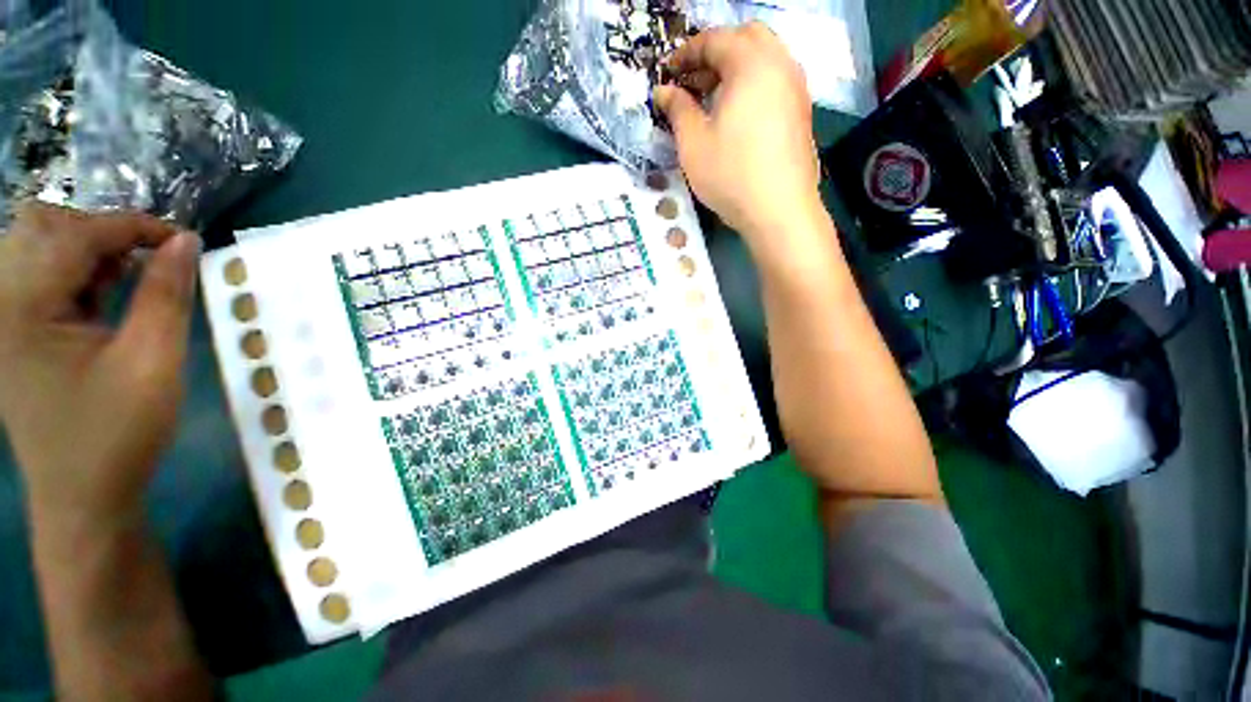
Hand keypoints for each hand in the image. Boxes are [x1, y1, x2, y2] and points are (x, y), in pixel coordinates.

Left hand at [0, 204, 198, 524]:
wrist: (82, 497)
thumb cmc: (117, 434)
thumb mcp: (152, 363)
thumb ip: (167, 295)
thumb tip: (185, 242)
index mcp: (23, 308)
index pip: (76, 234)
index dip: (132, 226)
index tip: (183, 240)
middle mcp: (1, 303)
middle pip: (42, 225)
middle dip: (100, 230)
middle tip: (147, 258)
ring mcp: (2, 319)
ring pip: (38, 245)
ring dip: (88, 249)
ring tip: (128, 275)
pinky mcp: (12, 332)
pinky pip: (39, 275)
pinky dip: (76, 271)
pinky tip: (103, 293)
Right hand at [655, 23, 823, 254]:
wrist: (779, 210)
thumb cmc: (731, 175)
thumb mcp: (693, 143)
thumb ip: (677, 110)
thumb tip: (663, 91)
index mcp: (751, 64)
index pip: (715, 40)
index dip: (686, 53)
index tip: (668, 72)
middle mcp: (780, 64)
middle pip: (746, 38)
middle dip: (715, 53)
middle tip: (694, 81)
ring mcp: (796, 88)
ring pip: (765, 58)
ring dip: (736, 68)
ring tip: (713, 99)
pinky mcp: (802, 111)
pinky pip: (776, 80)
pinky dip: (754, 84)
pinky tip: (738, 116)